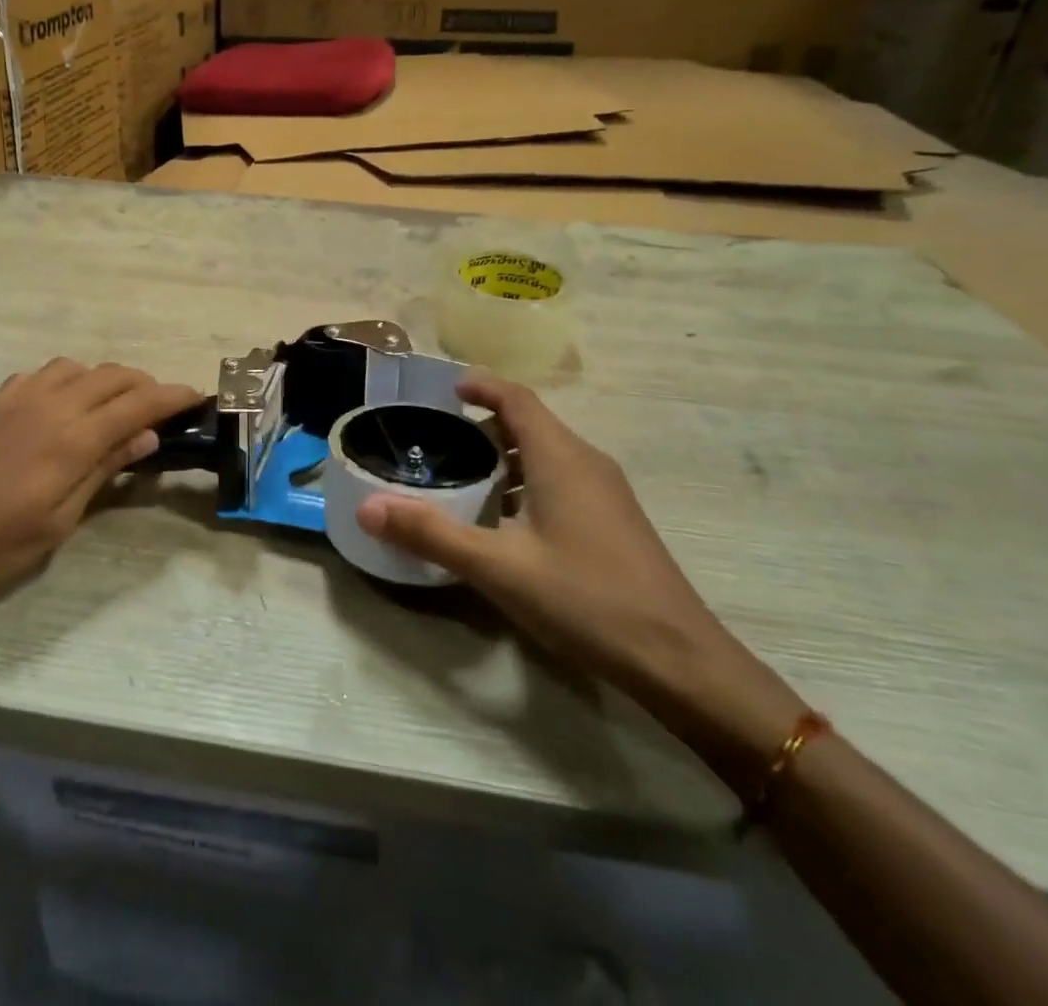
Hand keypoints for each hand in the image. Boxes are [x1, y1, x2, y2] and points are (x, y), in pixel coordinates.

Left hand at [0, 359, 201, 630]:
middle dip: (145, 385)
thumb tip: (146, 435)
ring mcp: (17, 399)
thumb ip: (103, 469)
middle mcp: (49, 405)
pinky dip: (68, 381)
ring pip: (78, 367)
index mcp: (71, 438)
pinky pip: (42, 375)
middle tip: (162, 409)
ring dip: (106, 379)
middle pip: (112, 375)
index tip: (198, 396)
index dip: (173, 396)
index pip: (138, 403)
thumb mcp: (59, 520)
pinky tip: (64, 407)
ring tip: (115, 408)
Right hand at [356, 375, 728, 687]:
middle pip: (531, 424)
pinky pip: (563, 480)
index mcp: (560, 457)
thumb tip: (367, 508)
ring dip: (506, 458)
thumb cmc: (586, 599)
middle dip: (485, 427)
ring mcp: (607, 493)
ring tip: (464, 482)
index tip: (447, 391)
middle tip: (440, 444)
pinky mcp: (616, 521)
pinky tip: (507, 524)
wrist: (679, 660)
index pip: (517, 398)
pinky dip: (528, 483)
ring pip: (548, 454)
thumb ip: (431, 534)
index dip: (481, 386)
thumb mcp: (498, 567)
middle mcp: (587, 462)